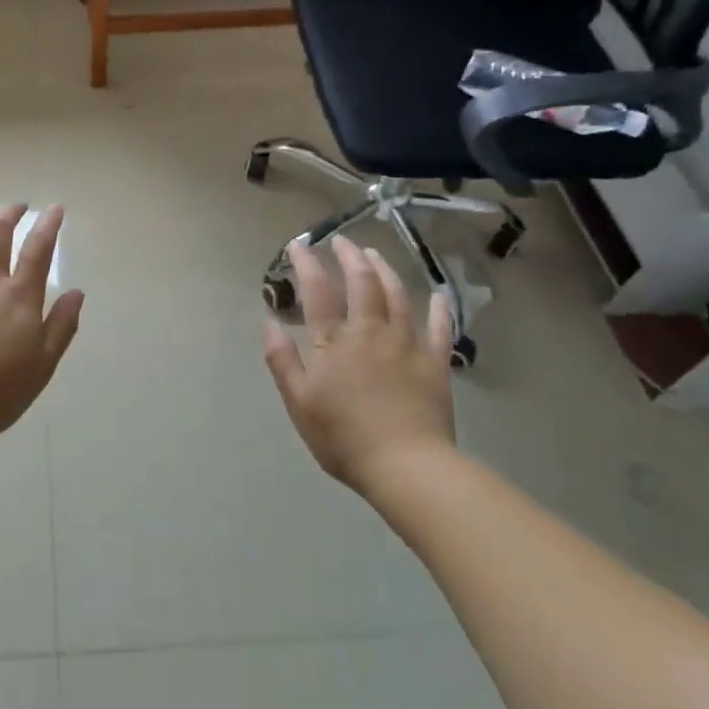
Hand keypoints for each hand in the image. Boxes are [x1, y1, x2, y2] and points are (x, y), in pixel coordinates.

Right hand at [262, 236, 456, 496]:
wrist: (406, 467)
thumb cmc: (343, 437)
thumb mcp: (299, 402)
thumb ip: (282, 359)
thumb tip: (269, 321)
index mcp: (334, 341)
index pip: (318, 290)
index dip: (307, 263)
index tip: (298, 245)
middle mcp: (370, 331)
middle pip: (361, 282)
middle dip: (350, 256)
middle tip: (342, 242)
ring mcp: (406, 344)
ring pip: (397, 296)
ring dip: (385, 270)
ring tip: (375, 255)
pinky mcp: (435, 362)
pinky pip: (438, 328)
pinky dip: (439, 309)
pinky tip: (438, 295)